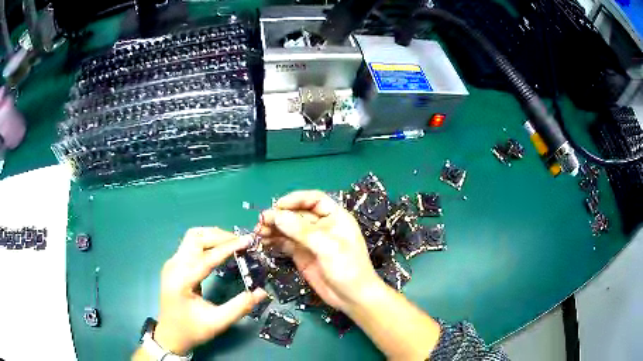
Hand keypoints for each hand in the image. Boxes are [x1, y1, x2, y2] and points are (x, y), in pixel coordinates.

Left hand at [154, 227, 266, 354]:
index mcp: (181, 281)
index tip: (247, 241)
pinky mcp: (174, 265)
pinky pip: (190, 244)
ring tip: (232, 242)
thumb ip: (240, 307)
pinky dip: (206, 242)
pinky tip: (219, 249)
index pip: (206, 257)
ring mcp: (172, 263)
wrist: (170, 335)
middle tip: (242, 242)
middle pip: (196, 239)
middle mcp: (174, 266)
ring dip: (212, 236)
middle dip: (220, 237)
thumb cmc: (192, 330)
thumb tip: (262, 292)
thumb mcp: (217, 322)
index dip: (228, 248)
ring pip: (192, 237)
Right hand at [257, 191, 383, 312]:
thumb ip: (303, 231)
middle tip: (261, 221)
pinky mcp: (301, 254)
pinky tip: (263, 241)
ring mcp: (310, 241)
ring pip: (288, 228)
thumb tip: (278, 215)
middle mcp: (321, 226)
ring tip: (258, 232)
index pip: (314, 200)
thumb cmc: (348, 269)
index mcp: (335, 217)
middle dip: (279, 215)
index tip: (278, 205)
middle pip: (297, 213)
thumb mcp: (328, 247)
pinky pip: (285, 242)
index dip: (296, 199)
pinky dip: (274, 240)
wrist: (352, 298)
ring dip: (273, 228)